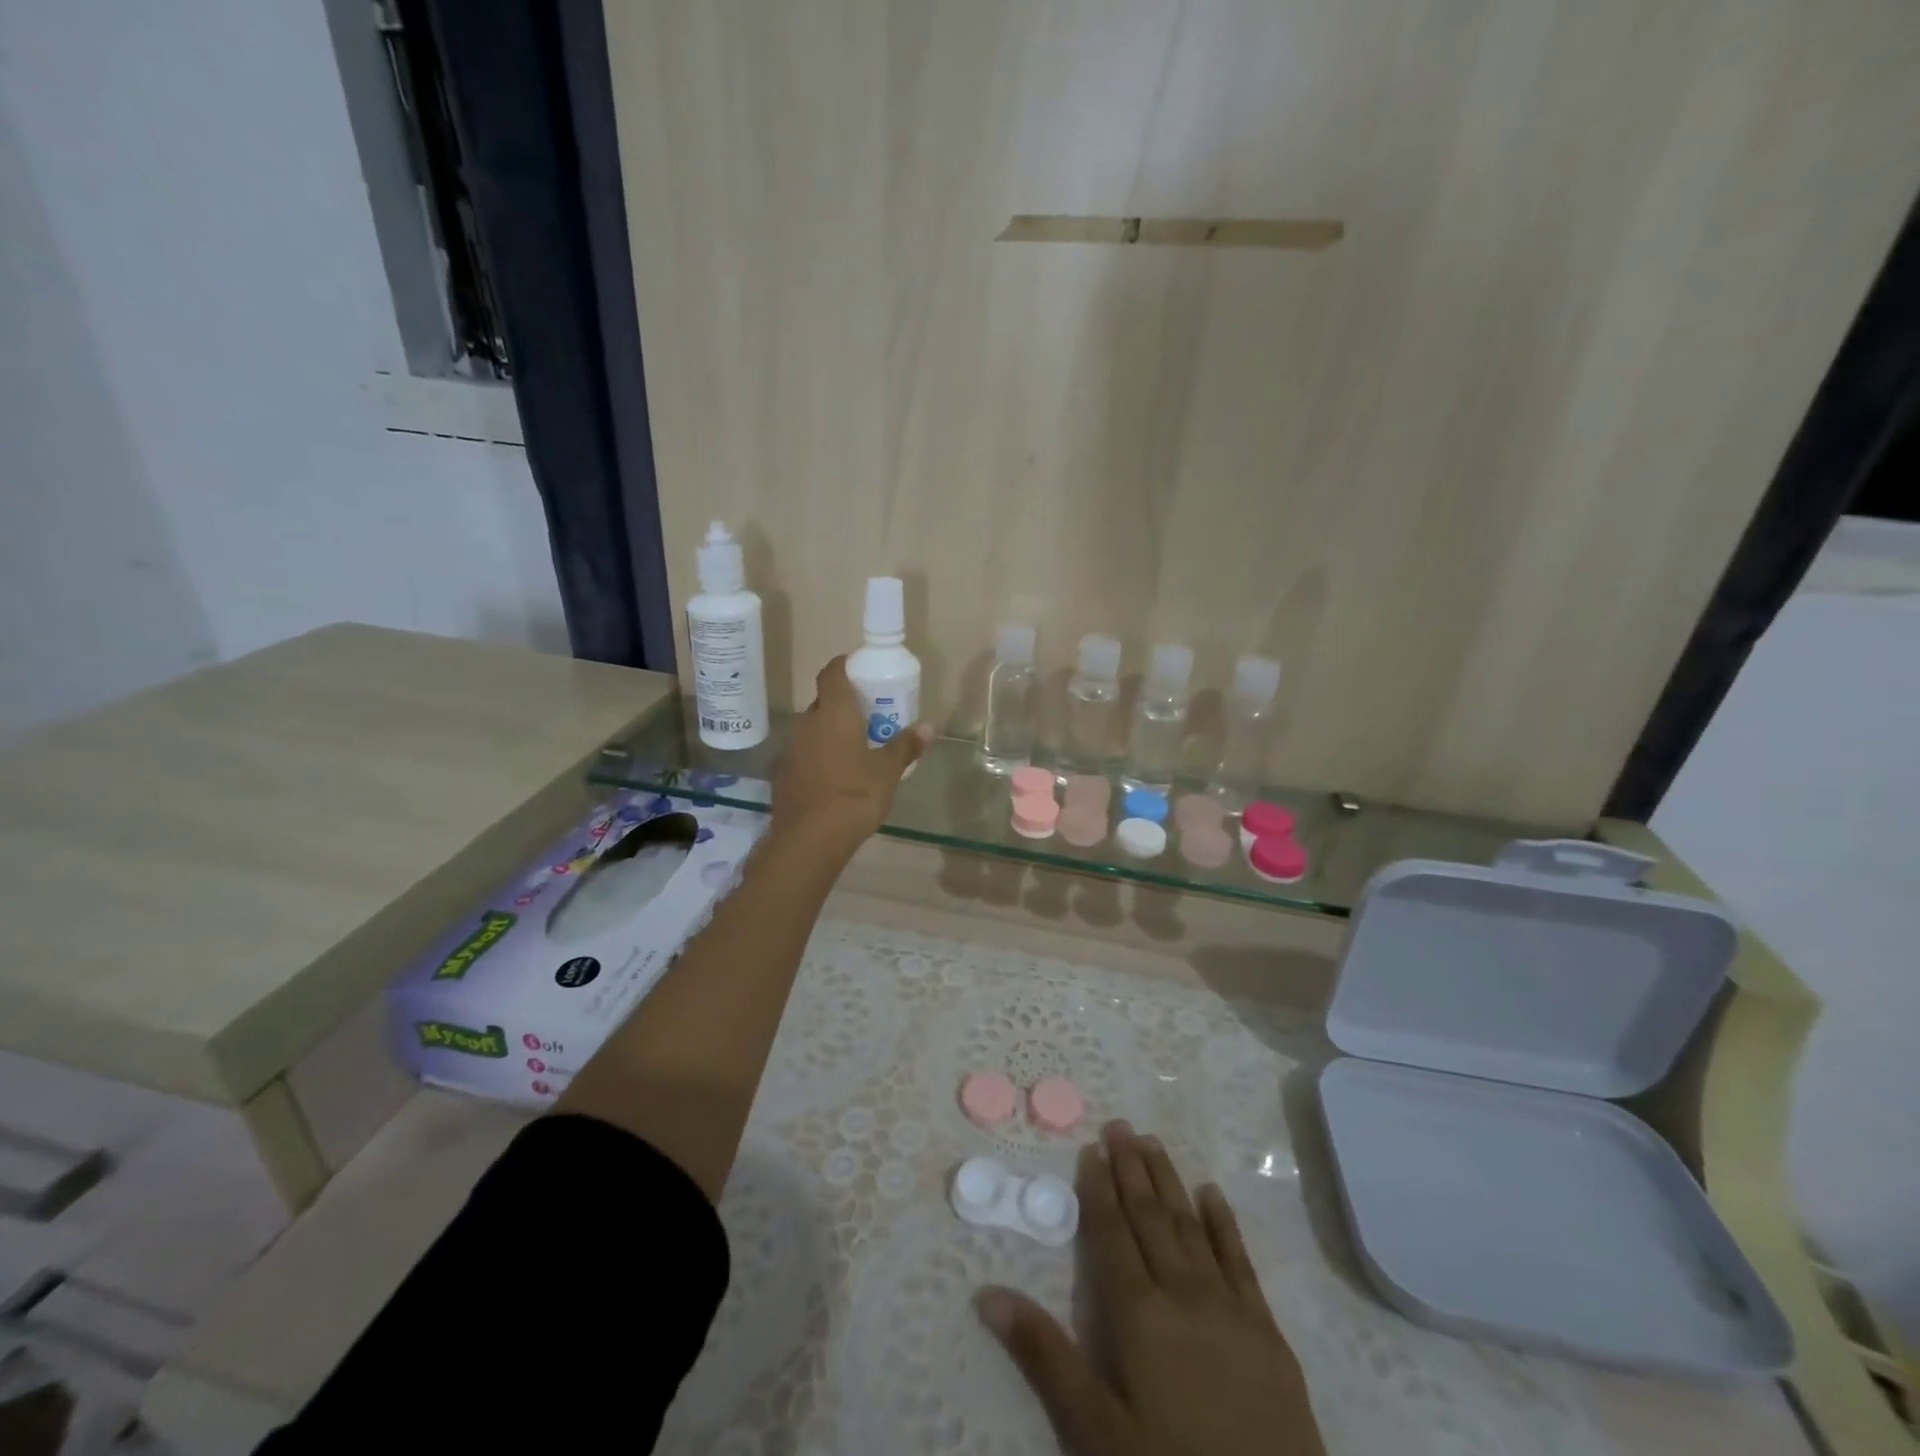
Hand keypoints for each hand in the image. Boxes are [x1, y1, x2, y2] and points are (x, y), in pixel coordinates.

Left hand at [771, 656, 930, 852]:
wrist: (810, 838)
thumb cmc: (855, 795)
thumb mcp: (888, 771)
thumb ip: (906, 746)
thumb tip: (929, 727)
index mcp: (833, 712)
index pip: (832, 672)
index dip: (845, 665)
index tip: (862, 670)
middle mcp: (807, 722)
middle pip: (824, 701)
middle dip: (844, 704)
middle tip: (869, 715)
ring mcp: (791, 748)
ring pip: (813, 728)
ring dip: (831, 731)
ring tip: (855, 747)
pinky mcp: (784, 773)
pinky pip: (805, 753)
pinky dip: (820, 755)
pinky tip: (836, 775)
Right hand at [977, 1121, 1325, 1455]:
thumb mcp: (1097, 1432)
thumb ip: (1045, 1356)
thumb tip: (987, 1293)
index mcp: (1139, 1314)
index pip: (1112, 1234)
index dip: (1099, 1190)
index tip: (1092, 1149)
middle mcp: (1182, 1293)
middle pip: (1150, 1217)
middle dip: (1132, 1169)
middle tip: (1120, 1125)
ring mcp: (1229, 1307)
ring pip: (1190, 1226)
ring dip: (1169, 1182)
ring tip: (1154, 1142)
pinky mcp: (1267, 1330)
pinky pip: (1240, 1260)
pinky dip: (1223, 1222)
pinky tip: (1212, 1193)